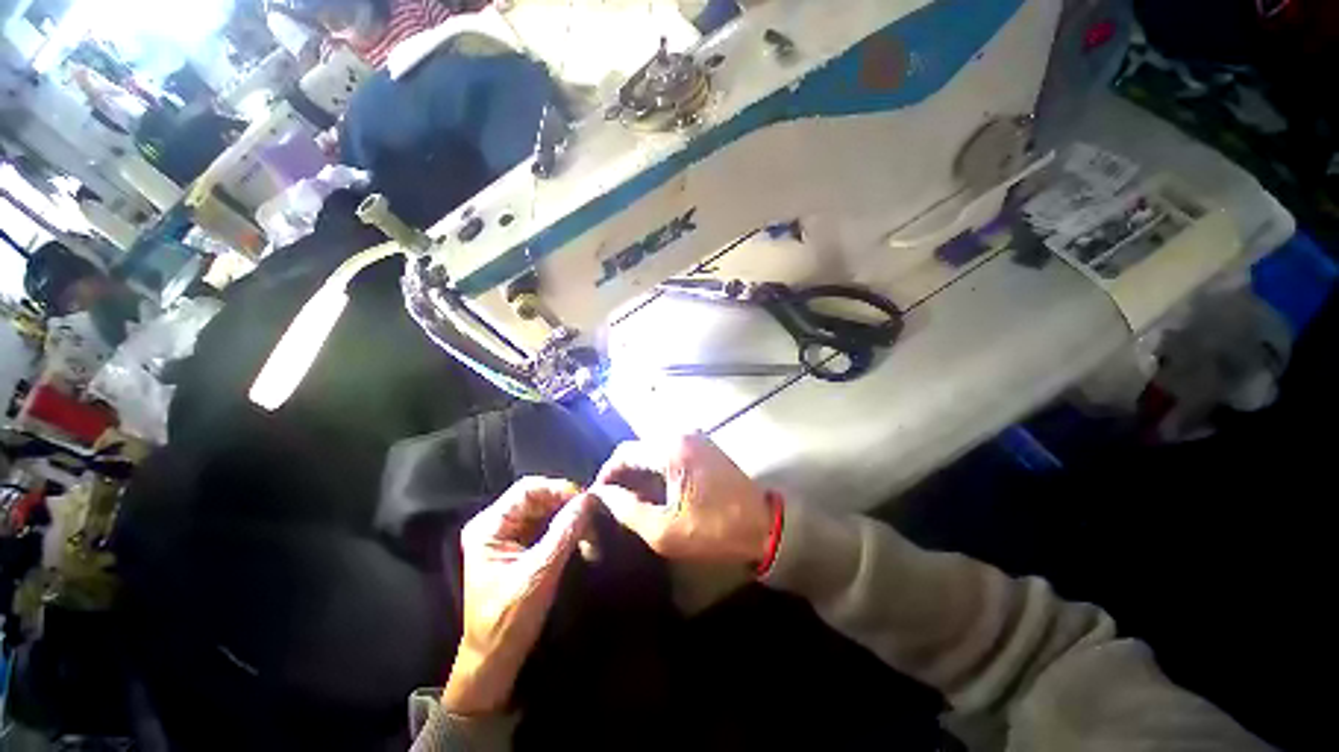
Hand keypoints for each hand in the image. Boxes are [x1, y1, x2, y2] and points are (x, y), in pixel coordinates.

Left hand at [443, 477, 594, 714]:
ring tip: (590, 519)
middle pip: (536, 496)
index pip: (527, 489)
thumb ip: (565, 532)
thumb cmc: (509, 619)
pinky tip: (580, 530)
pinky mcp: (519, 545)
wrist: (495, 659)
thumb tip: (590, 498)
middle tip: (592, 509)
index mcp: (489, 527)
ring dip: (567, 512)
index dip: (558, 488)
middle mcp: (495, 524)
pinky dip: (564, 525)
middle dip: (565, 501)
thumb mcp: (540, 573)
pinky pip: (546, 523)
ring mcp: (507, 534)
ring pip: (544, 508)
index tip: (585, 499)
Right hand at [591, 435, 771, 563]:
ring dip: (641, 473)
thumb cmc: (713, 528)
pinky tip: (656, 492)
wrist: (762, 525)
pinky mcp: (705, 448)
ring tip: (633, 500)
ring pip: (655, 451)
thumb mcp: (664, 529)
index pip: (625, 452)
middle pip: (640, 448)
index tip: (599, 497)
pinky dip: (658, 470)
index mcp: (670, 448)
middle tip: (614, 502)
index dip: (607, 474)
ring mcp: (696, 439)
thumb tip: (603, 495)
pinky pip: (672, 453)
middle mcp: (682, 434)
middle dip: (624, 474)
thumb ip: (627, 509)